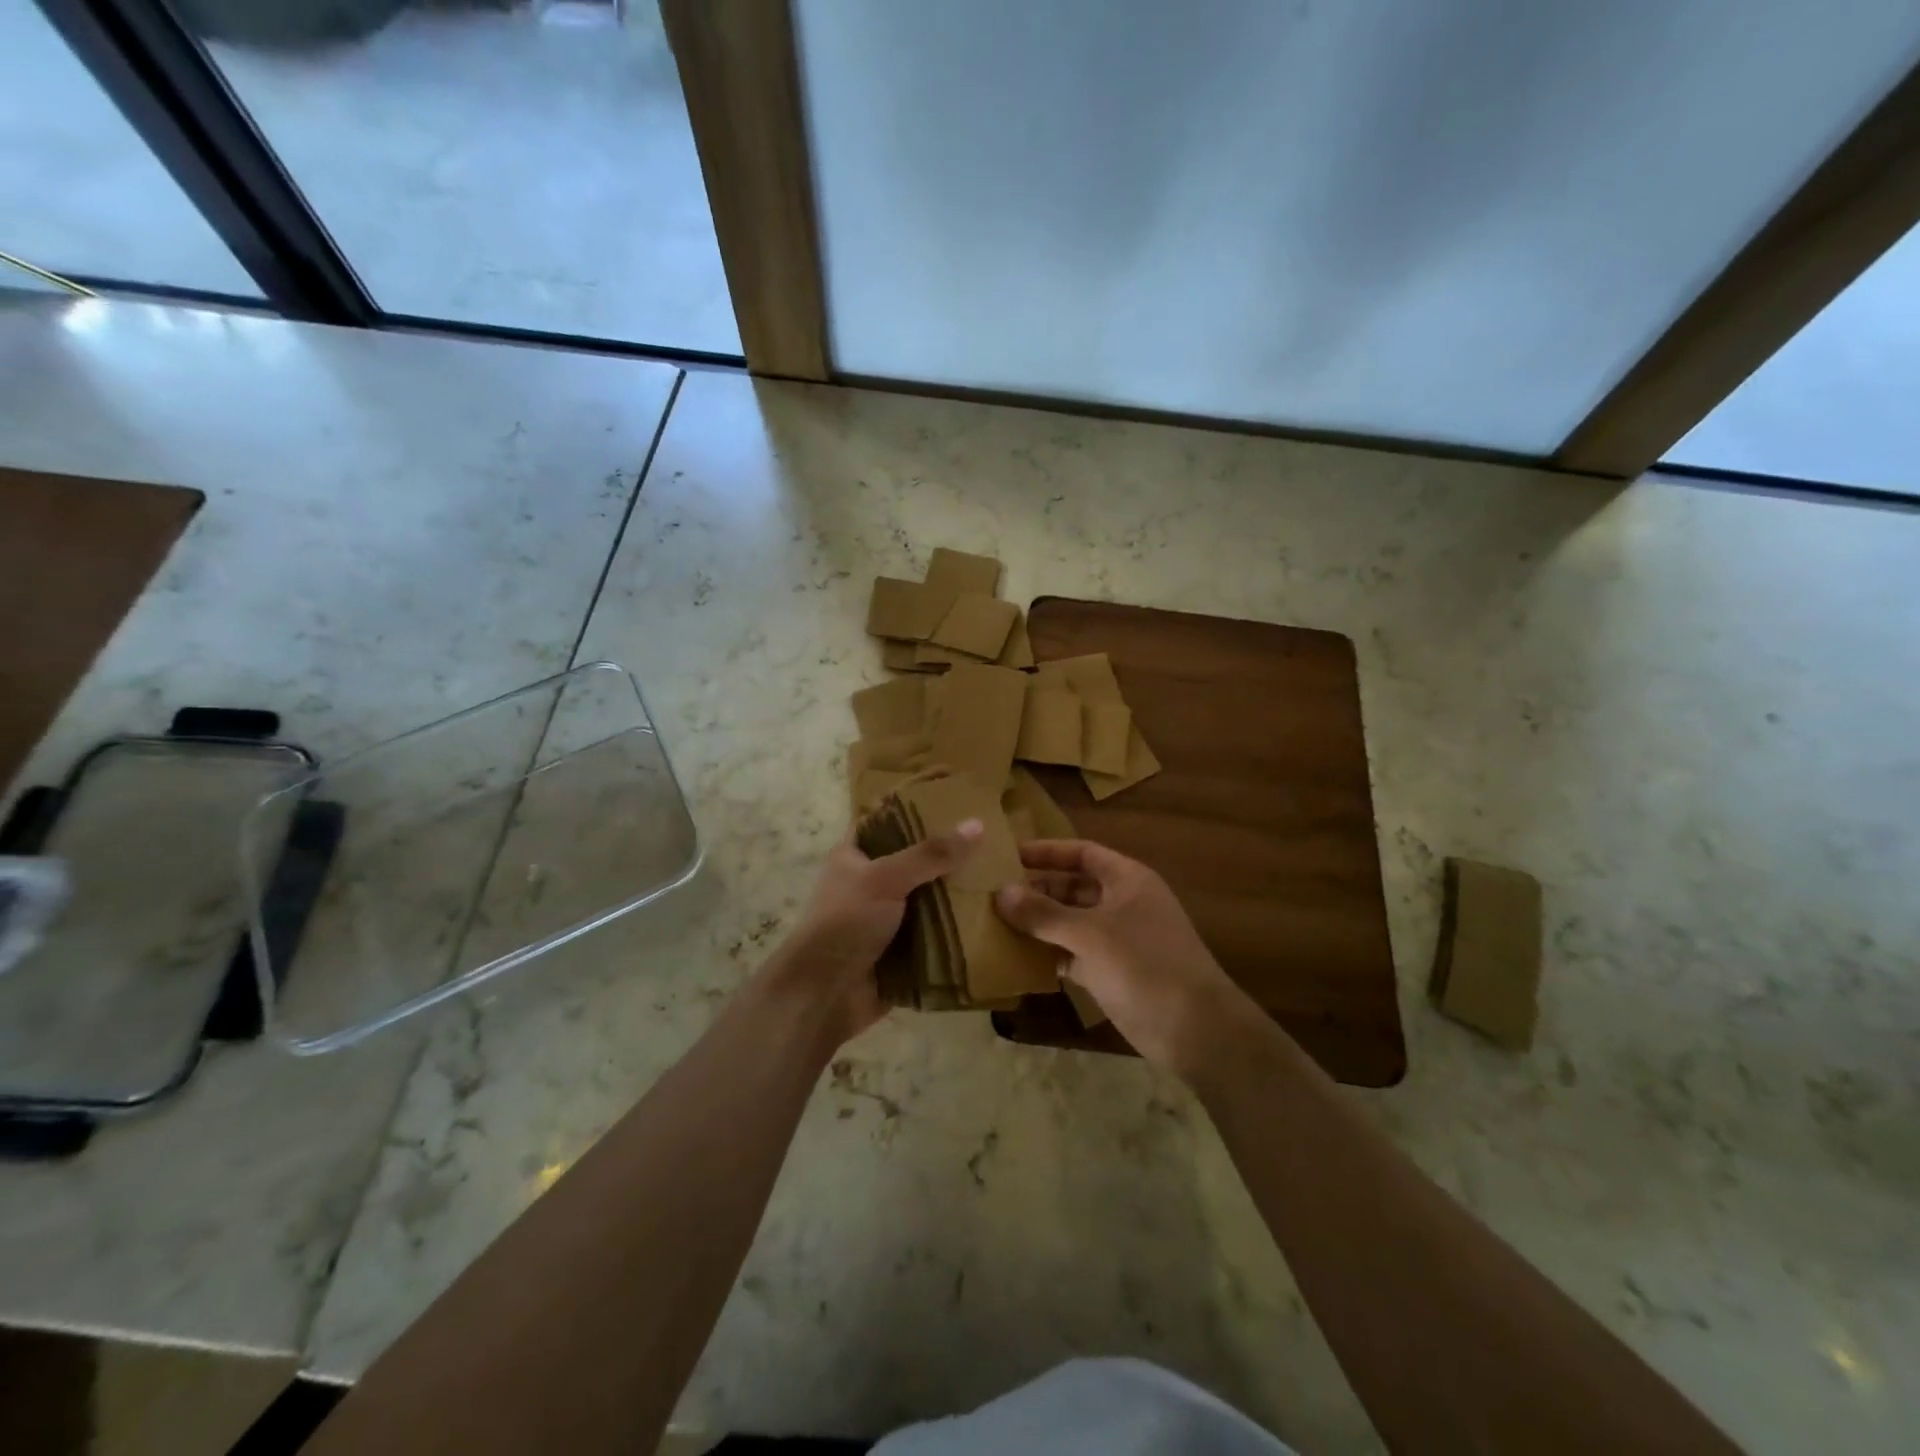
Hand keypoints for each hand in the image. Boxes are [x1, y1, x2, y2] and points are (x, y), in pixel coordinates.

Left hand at [766, 820, 983, 1044]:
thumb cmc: (845, 923)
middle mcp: (871, 884)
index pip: (887, 822)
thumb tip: (977, 824)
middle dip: (949, 856)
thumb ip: (930, 853)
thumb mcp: (885, 878)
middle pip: (916, 862)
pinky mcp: (904, 950)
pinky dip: (959, 929)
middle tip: (995, 839)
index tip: (957, 799)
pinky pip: (937, 933)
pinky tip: (994, 916)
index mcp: (855, 857)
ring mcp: (888, 919)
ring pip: (930, 899)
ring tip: (1003, 874)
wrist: (824, 996)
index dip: (915, 809)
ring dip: (959, 894)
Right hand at [995, 839, 1247, 1074]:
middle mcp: (1122, 903)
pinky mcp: (1112, 972)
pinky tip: (1019, 957)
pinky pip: (1073, 953)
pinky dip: (1050, 953)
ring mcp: (1118, 939)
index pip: (1081, 853)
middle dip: (1037, 889)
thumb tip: (1000, 893)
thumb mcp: (1090, 934)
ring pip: (1071, 921)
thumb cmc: (1145, 965)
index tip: (1007, 855)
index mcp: (1127, 879)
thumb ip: (1044, 913)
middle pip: (1073, 886)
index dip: (1046, 851)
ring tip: (997, 922)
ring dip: (1040, 922)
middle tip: (993, 892)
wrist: (1195, 1030)